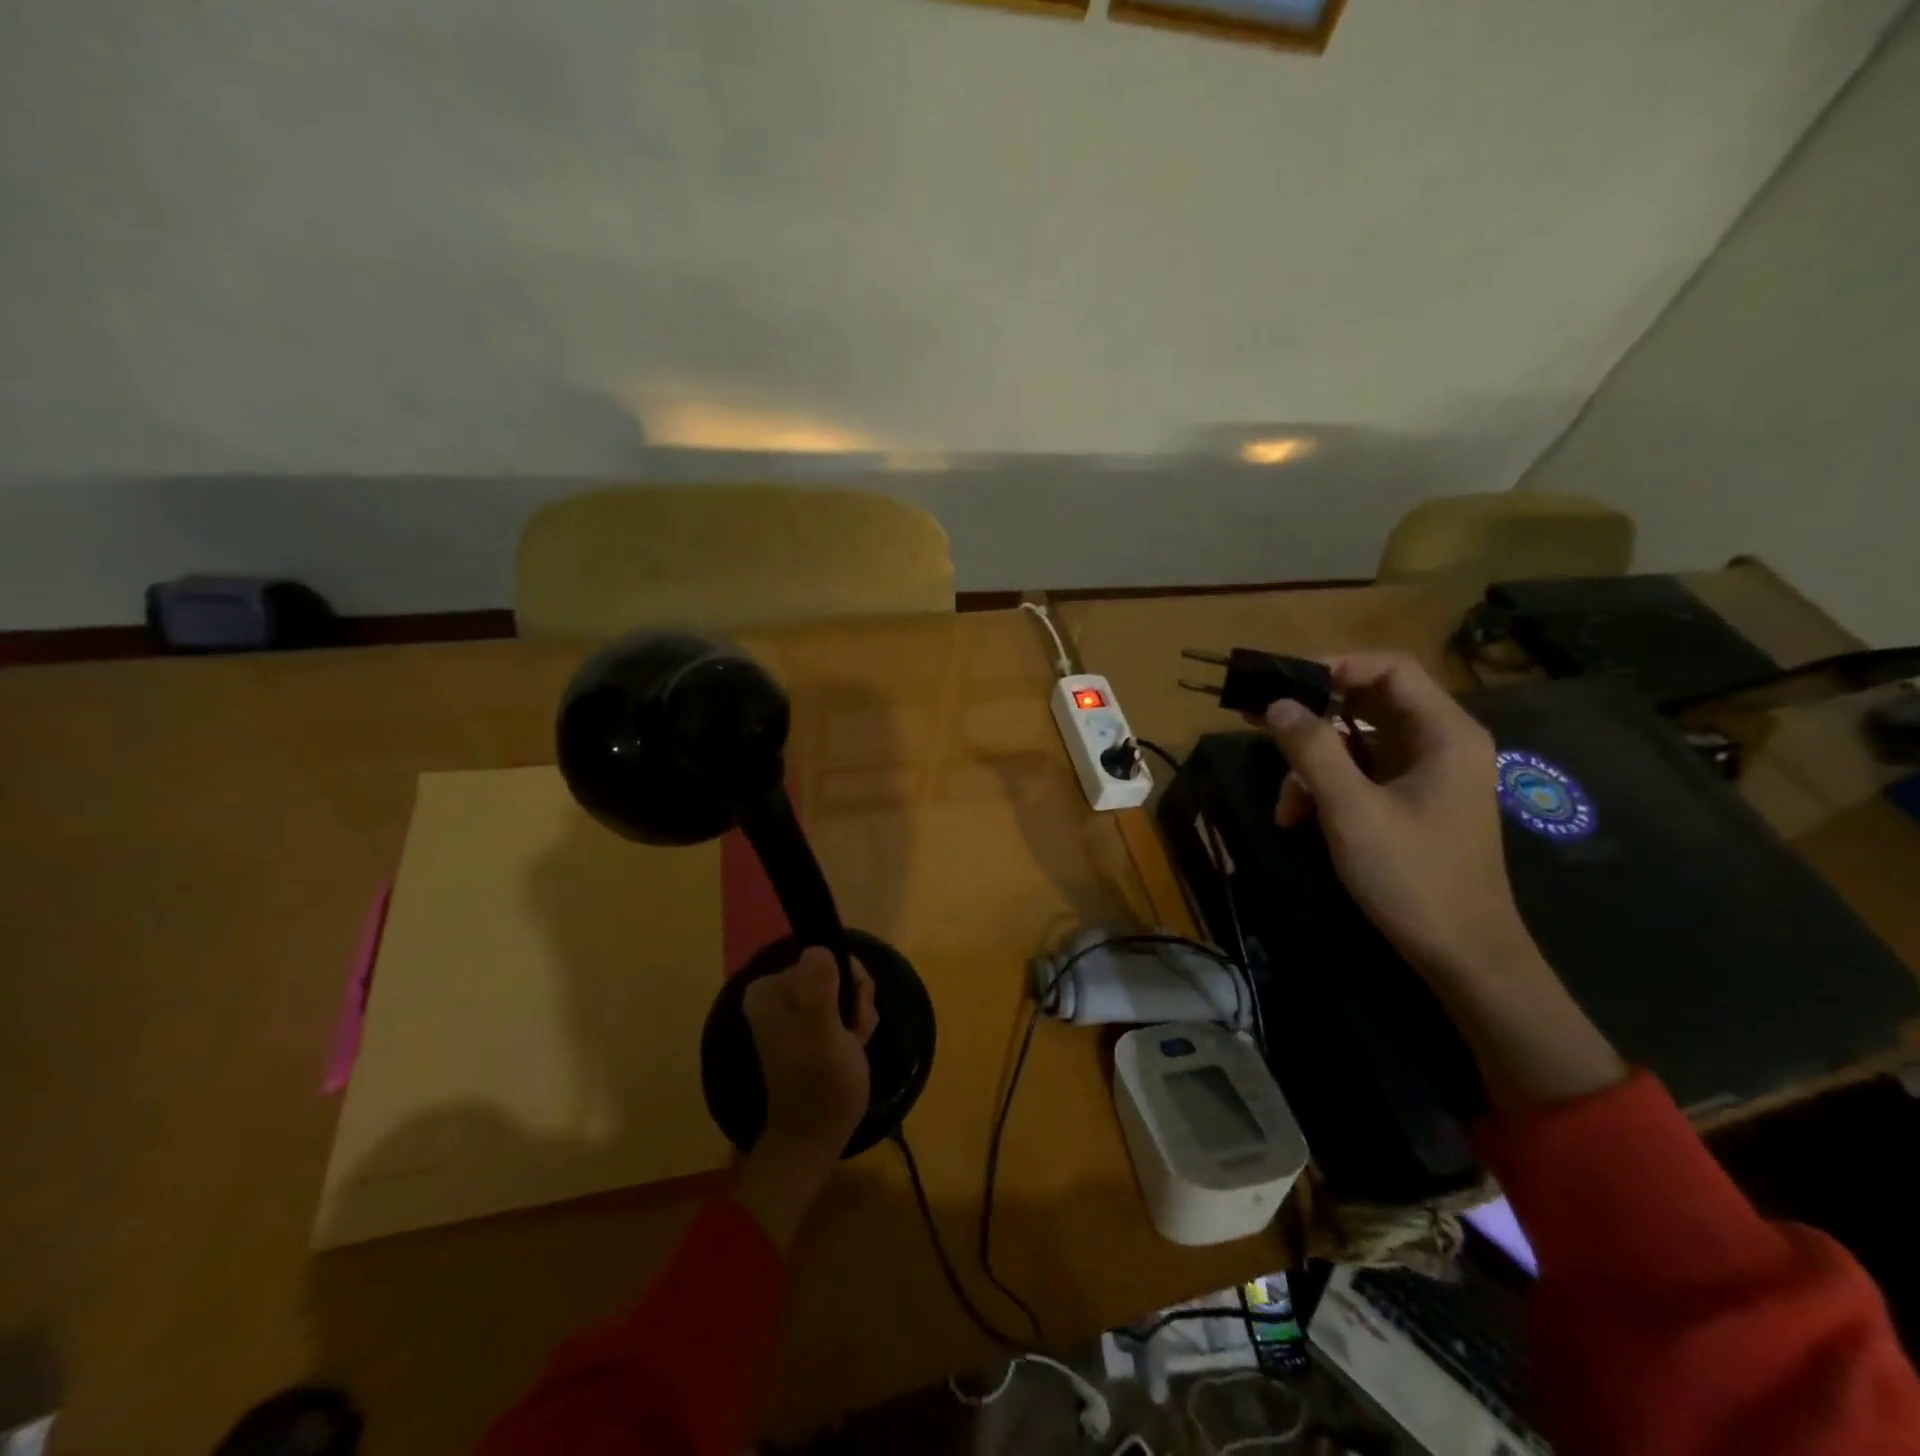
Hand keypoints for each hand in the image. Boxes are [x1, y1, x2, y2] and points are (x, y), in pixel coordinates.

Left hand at [744, 947, 877, 1155]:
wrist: (816, 1136)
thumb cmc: (820, 1085)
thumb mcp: (822, 1032)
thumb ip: (818, 988)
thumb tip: (818, 948)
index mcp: (770, 989)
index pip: (822, 956)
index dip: (847, 981)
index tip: (849, 1014)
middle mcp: (777, 992)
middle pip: (834, 969)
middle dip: (854, 999)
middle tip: (853, 1032)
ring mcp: (795, 1009)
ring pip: (844, 987)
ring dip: (858, 1013)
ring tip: (853, 1044)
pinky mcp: (810, 1025)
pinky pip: (842, 1004)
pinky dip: (855, 1024)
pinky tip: (854, 1047)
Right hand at [1261, 653, 1529, 986]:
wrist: (1462, 956)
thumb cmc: (1414, 877)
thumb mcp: (1352, 811)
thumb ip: (1313, 750)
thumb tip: (1276, 704)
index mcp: (1445, 734)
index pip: (1390, 668)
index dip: (1334, 665)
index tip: (1282, 681)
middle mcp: (1439, 743)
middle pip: (1368, 702)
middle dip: (1312, 715)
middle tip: (1258, 717)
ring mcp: (1425, 774)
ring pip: (1356, 742)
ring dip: (1312, 764)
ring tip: (1285, 804)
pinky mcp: (1409, 801)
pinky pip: (1359, 773)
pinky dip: (1325, 787)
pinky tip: (1299, 818)